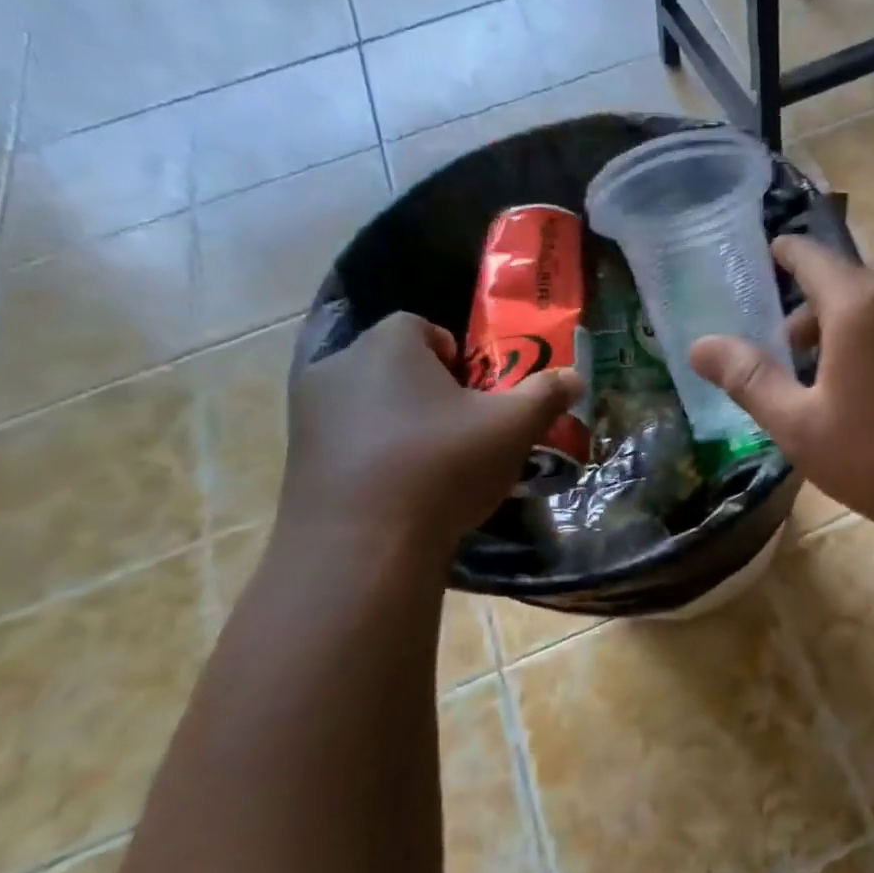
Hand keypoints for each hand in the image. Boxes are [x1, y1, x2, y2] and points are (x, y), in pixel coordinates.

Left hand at [281, 312, 583, 553]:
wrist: (362, 547)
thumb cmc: (443, 466)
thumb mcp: (513, 428)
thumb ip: (545, 395)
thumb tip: (576, 377)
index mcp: (388, 345)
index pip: (421, 325)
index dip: (455, 355)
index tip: (477, 393)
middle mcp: (338, 366)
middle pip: (394, 364)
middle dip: (428, 389)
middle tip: (463, 427)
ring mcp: (309, 414)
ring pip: (368, 403)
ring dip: (399, 421)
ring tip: (433, 462)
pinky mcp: (297, 459)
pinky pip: (346, 440)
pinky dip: (373, 453)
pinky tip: (400, 490)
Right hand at [690, 237, 873, 543]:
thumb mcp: (802, 429)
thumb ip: (750, 380)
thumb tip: (699, 345)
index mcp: (859, 303)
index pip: (810, 256)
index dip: (787, 254)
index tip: (775, 257)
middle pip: (854, 268)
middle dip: (825, 296)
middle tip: (811, 347)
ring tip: (865, 341)